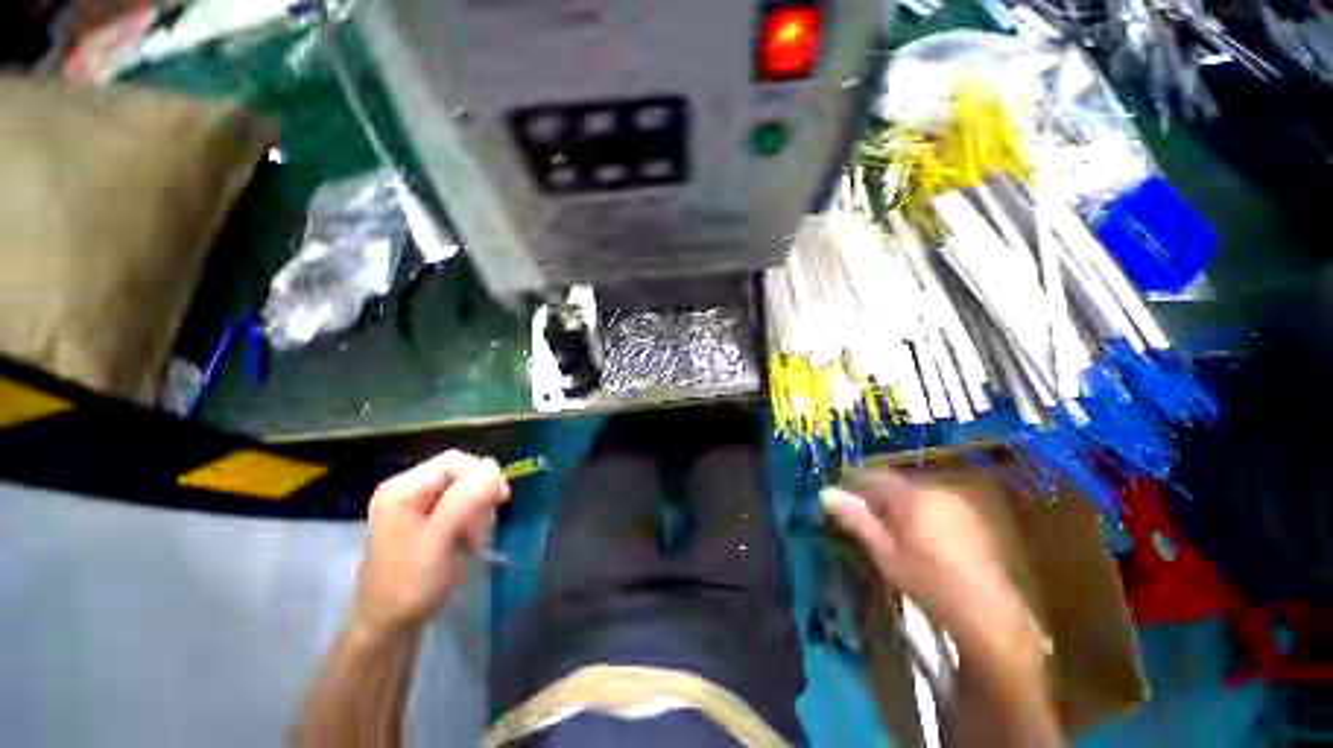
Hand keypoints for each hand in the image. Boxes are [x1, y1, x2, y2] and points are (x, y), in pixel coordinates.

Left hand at [350, 451, 510, 636]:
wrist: (388, 625)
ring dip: (478, 511)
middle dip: (480, 497)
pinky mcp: (427, 518)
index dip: (481, 476)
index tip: (499, 501)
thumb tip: (494, 467)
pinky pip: (461, 504)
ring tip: (475, 540)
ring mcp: (417, 504)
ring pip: (466, 489)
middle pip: (461, 473)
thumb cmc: (410, 584)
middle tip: (483, 530)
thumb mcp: (439, 541)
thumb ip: (465, 501)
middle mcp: (408, 489)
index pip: (454, 461)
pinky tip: (470, 540)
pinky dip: (473, 519)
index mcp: (402, 489)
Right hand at [822, 469, 1040, 666]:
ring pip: (916, 494)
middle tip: (862, 517)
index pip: (874, 475)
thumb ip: (856, 520)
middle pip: (895, 484)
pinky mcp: (973, 517)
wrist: (988, 613)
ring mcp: (958, 503)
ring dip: (898, 505)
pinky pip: (935, 504)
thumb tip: (825, 494)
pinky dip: (919, 512)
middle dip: (876, 496)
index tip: (840, 497)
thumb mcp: (885, 554)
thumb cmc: (928, 583)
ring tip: (889, 530)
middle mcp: (936, 490)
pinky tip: (919, 537)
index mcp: (912, 497)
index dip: (853, 483)